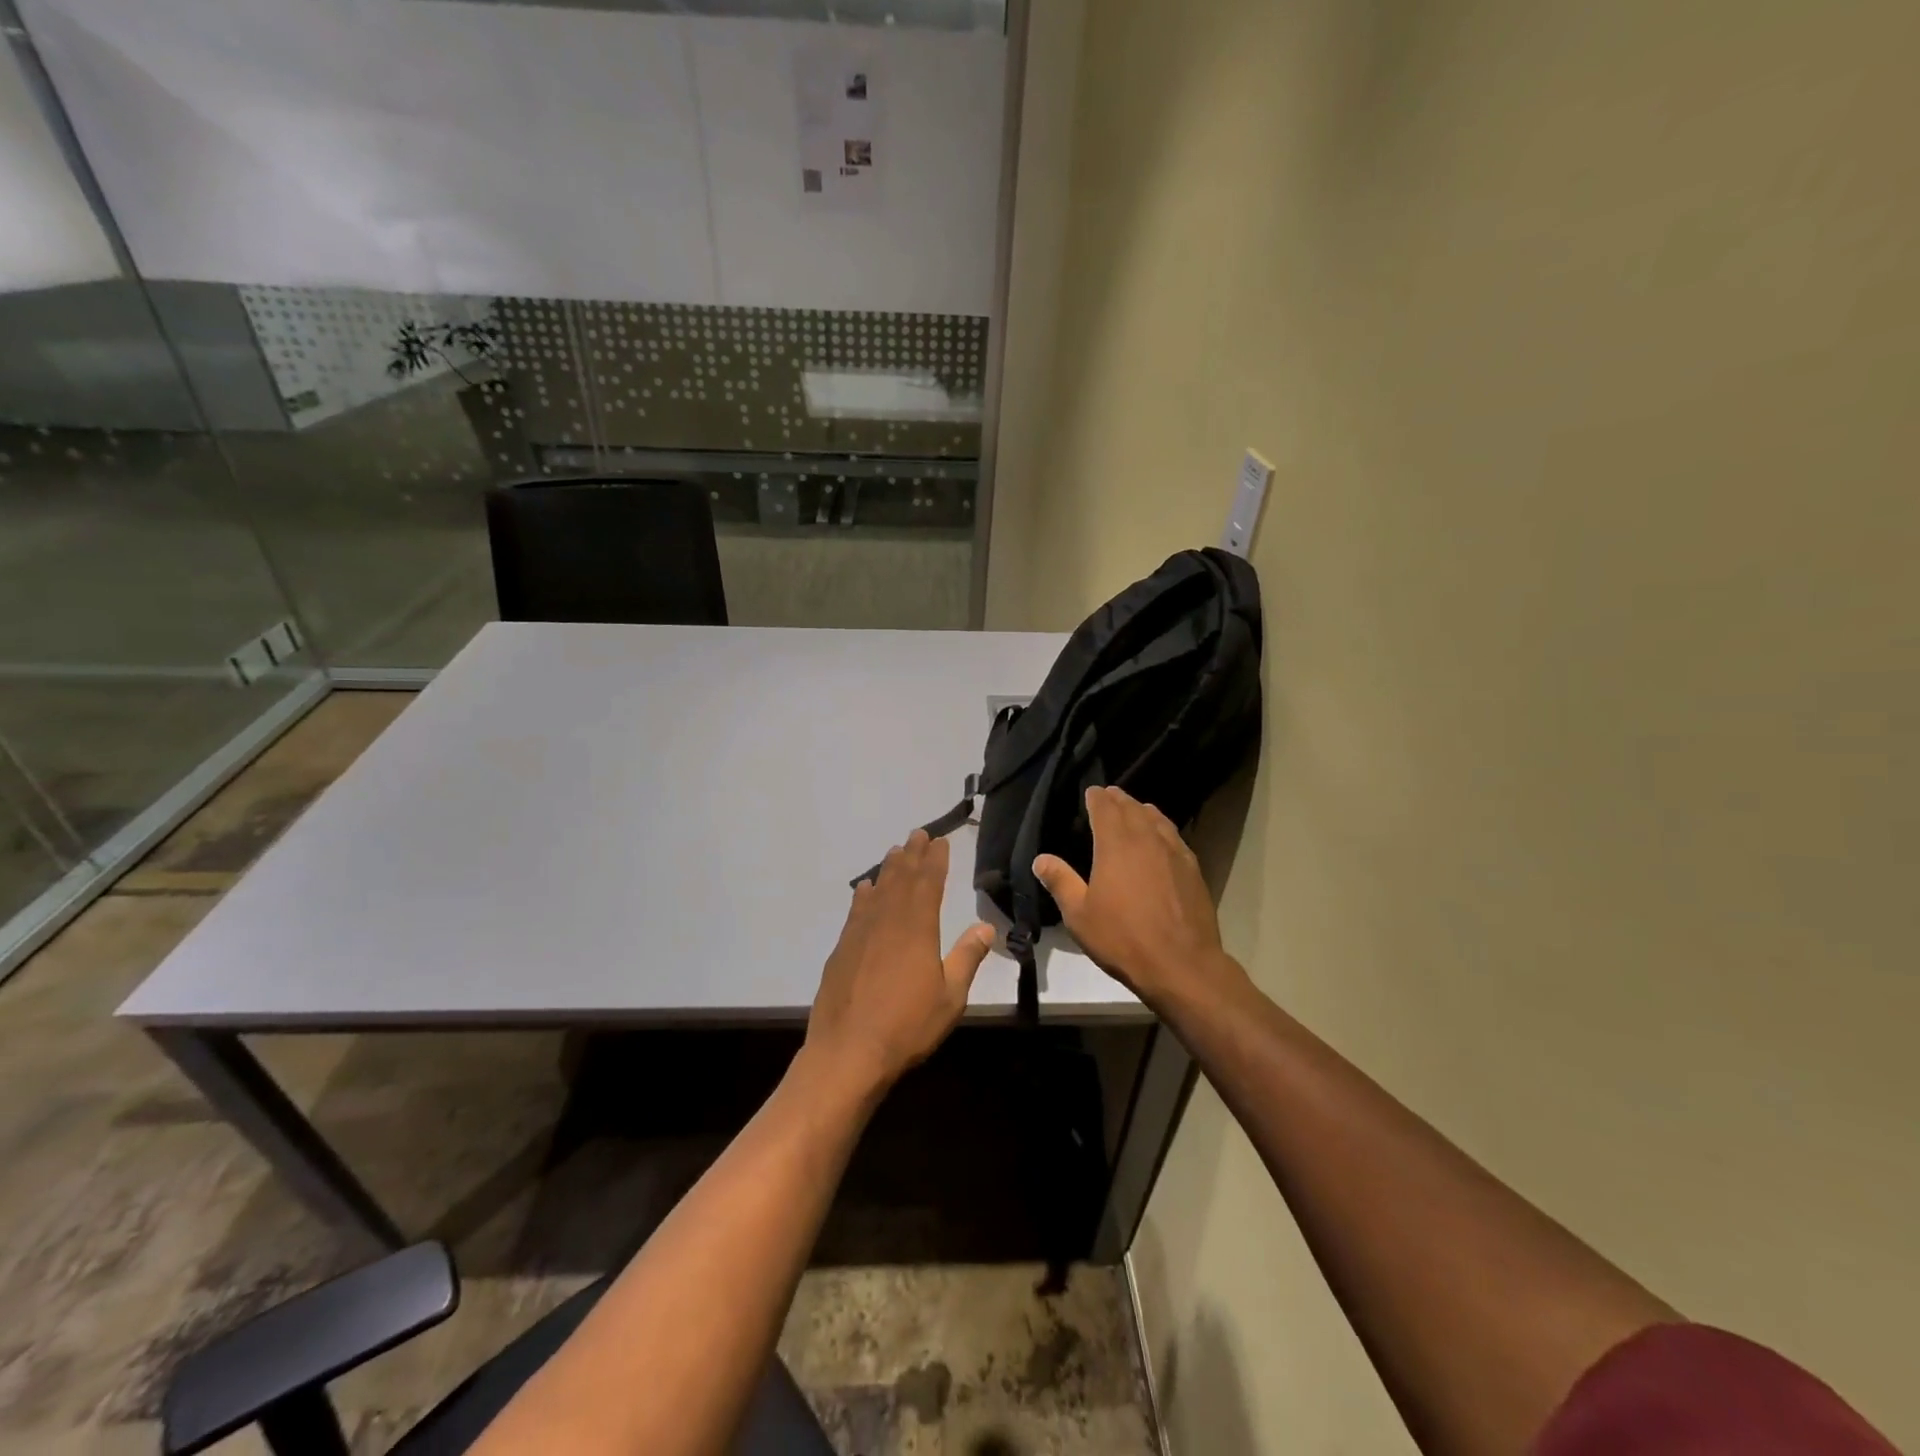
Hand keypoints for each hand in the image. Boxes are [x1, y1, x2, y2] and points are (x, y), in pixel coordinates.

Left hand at [804, 829, 993, 1102]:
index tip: (940, 841)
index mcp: (917, 928)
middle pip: (901, 879)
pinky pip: (856, 910)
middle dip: (912, 855)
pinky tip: (865, 888)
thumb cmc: (907, 1026)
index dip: (935, 860)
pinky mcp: (842, 949)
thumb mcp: (950, 997)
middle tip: (918, 833)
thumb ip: (967, 958)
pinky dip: (863, 895)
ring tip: (896, 851)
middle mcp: (887, 921)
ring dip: (888, 869)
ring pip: (877, 890)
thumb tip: (985, 926)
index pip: (929, 883)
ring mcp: (860, 933)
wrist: (847, 1052)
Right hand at [1034, 786, 1244, 1010]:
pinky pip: (1174, 836)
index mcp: (1116, 844)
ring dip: (1142, 810)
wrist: (1181, 964)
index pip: (1105, 808)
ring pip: (1157, 819)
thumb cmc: (1123, 938)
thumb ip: (1060, 882)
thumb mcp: (1079, 915)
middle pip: (1132, 808)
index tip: (1091, 792)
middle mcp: (1147, 839)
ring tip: (1135, 810)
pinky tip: (1161, 839)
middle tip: (1109, 796)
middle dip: (1119, 799)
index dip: (1097, 797)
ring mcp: (1174, 852)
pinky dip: (1162, 828)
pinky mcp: (1193, 869)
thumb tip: (1041, 859)